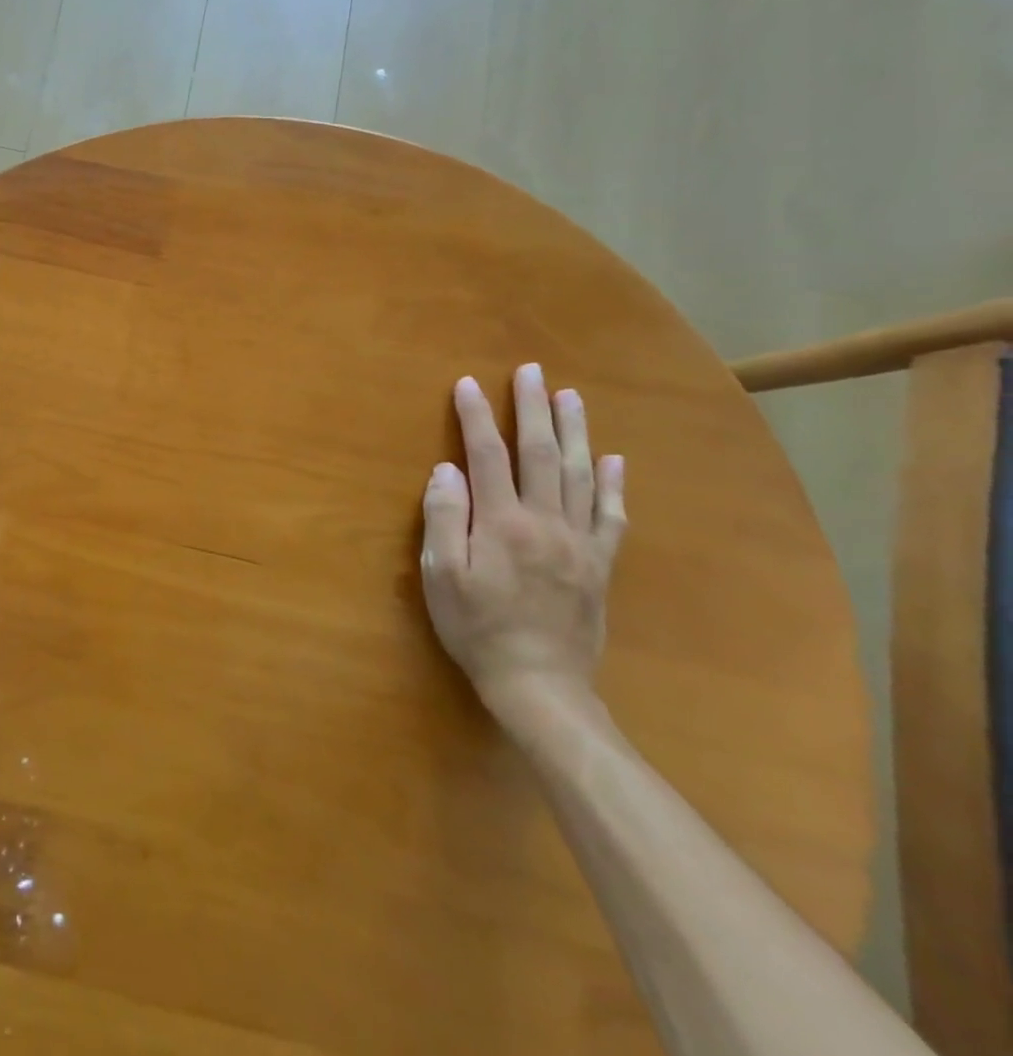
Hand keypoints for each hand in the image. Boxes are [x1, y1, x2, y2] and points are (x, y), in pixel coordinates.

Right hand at [420, 364, 625, 710]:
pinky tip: (614, 460)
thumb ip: (444, 518)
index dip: (476, 417)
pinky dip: (613, 484)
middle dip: (533, 409)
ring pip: (581, 475)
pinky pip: (611, 516)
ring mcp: (579, 542)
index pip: (486, 456)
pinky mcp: (599, 564)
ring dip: (575, 431)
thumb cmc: (477, 627)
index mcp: (502, 523)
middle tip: (530, 372)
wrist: (539, 683)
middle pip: (541, 454)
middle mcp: (545, 522)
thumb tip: (446, 470)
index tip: (467, 384)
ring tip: (570, 397)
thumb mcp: (441, 576)